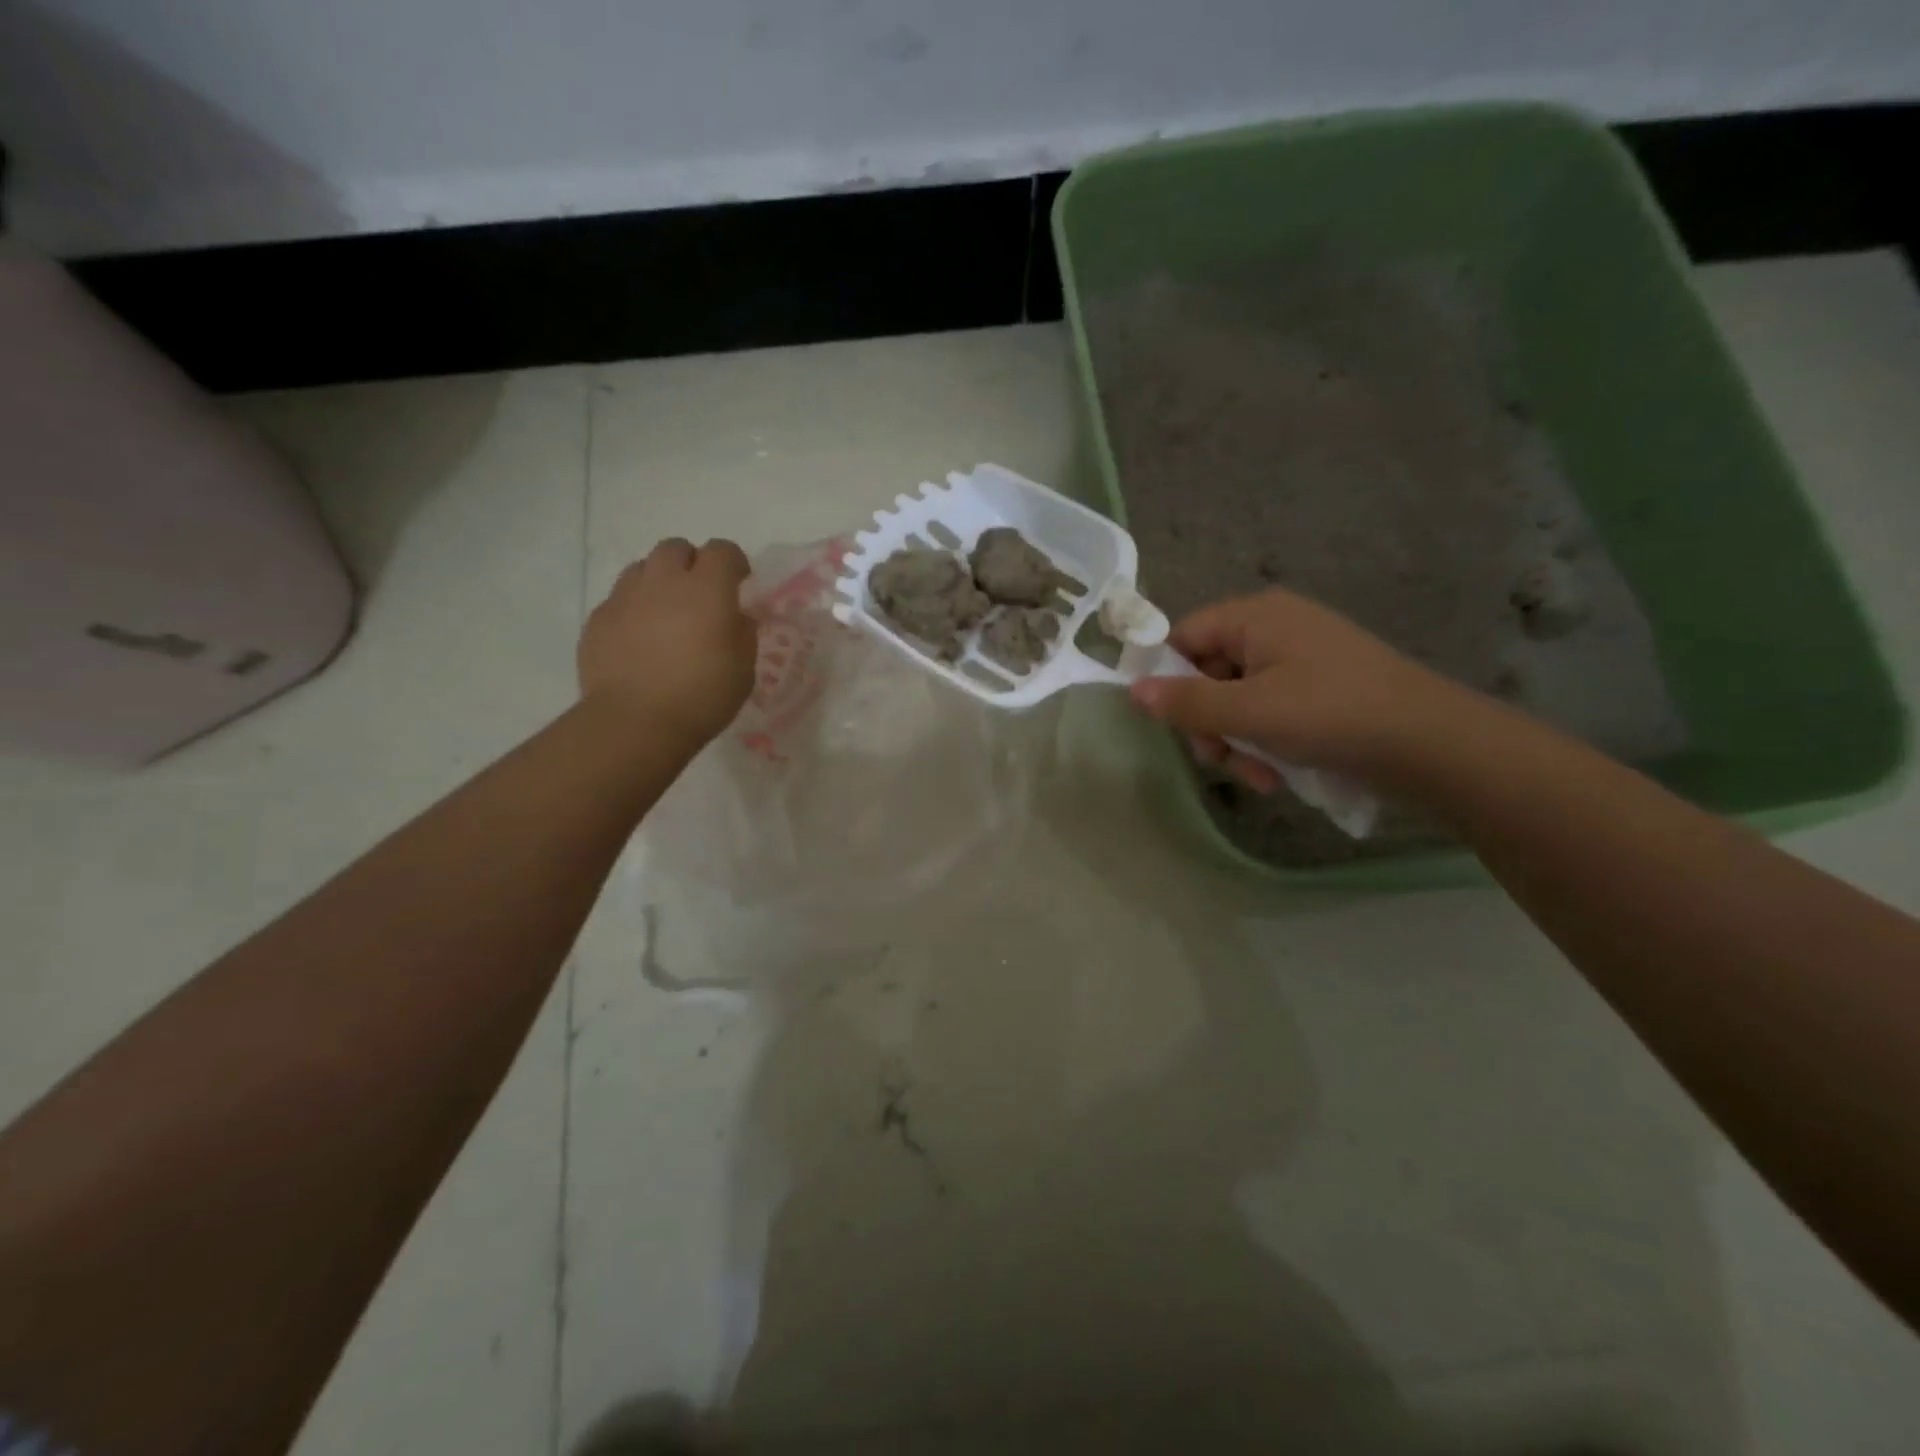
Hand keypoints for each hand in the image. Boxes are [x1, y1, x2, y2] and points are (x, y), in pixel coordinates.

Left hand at [578, 538, 756, 746]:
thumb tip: (736, 617)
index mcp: (707, 589)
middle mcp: (663, 582)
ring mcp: (625, 597)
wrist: (635, 721)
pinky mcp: (598, 619)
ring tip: (666, 612)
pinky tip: (639, 639)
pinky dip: (633, 609)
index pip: (723, 550)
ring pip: (642, 568)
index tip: (740, 582)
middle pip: (676, 548)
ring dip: (658, 580)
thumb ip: (742, 633)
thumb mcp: (743, 669)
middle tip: (700, 593)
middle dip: (691, 563)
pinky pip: (618, 599)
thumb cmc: (702, 696)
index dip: (734, 562)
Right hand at [1128, 587, 1478, 789]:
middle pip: (1208, 672)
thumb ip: (1186, 703)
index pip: (1183, 636)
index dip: (1167, 677)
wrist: (1433, 744)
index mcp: (1256, 616)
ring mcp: (1300, 659)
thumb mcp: (1249, 712)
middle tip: (1218, 758)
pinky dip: (1265, 741)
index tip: (1169, 721)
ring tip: (1257, 776)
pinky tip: (1277, 775)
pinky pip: (1269, 710)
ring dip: (1236, 741)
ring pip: (1237, 699)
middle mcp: (1275, 628)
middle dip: (1208, 722)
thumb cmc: (1331, 715)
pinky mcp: (1319, 689)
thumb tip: (1132, 692)